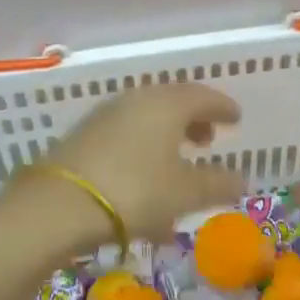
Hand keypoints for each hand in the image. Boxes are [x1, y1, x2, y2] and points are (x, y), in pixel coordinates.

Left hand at [33, 84, 245, 246]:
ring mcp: (106, 116)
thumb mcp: (185, 193)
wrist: (60, 204)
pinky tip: (146, 185)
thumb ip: (217, 184)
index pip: (203, 96)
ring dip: (167, 138)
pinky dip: (144, 152)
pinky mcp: (84, 137)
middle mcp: (136, 100)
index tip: (236, 118)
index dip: (223, 107)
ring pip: (147, 120)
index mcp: (166, 104)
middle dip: (194, 120)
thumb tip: (240, 179)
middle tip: (208, 140)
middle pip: (172, 103)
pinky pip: (126, 137)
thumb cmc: (135, 191)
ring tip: (178, 164)